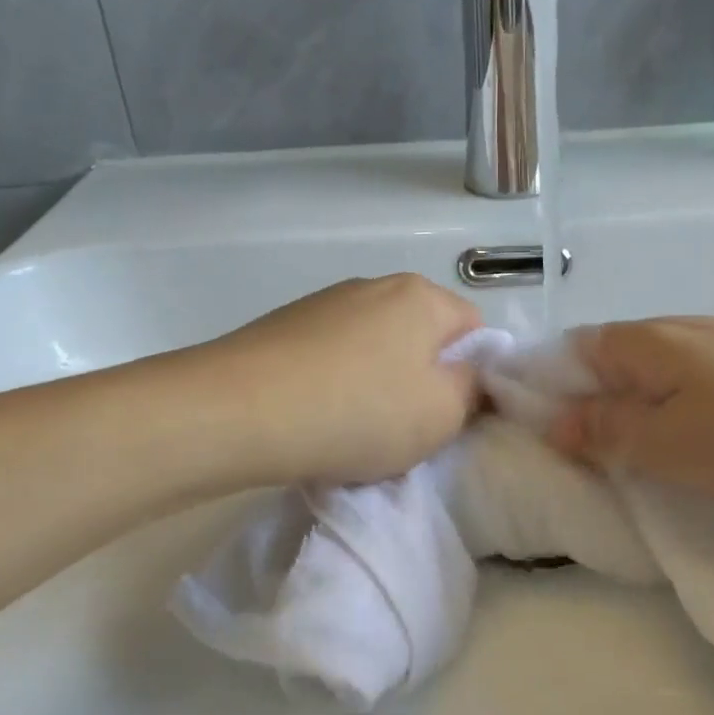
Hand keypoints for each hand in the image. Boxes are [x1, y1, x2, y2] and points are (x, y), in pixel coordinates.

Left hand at [201, 274, 482, 485]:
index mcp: (422, 296)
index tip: (453, 414)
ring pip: (375, 346)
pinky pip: (333, 355)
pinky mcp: (285, 324)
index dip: (474, 373)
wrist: (239, 412)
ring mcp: (325, 302)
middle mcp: (375, 286)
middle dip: (424, 378)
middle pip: (422, 335)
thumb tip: (472, 375)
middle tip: (408, 427)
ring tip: (355, 428)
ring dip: (378, 382)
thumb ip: (473, 390)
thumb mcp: (441, 414)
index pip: (474, 327)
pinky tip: (317, 417)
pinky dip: (337, 382)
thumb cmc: (359, 411)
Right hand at [548, 317, 713, 513]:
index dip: (548, 389)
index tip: (546, 436)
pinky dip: (682, 412)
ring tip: (647, 460)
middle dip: (595, 406)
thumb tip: (554, 421)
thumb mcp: (668, 444)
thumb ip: (606, 430)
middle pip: (612, 362)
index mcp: (641, 342)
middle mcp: (675, 330)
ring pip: (656, 376)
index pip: (570, 352)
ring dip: (641, 412)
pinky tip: (703, 443)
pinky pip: (697, 385)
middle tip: (596, 460)